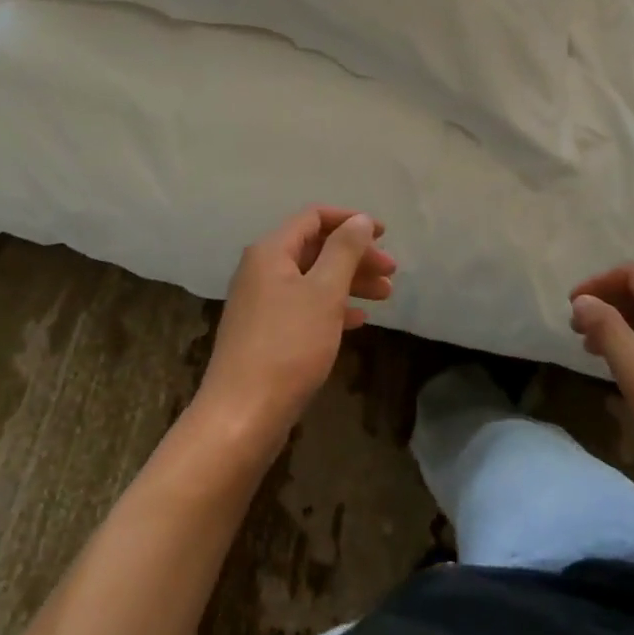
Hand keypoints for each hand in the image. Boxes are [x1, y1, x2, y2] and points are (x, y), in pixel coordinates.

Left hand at [196, 208, 394, 447]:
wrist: (242, 417)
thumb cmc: (288, 346)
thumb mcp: (324, 292)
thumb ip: (344, 250)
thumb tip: (360, 219)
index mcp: (271, 251)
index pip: (314, 217)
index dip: (351, 221)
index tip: (385, 235)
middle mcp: (262, 270)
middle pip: (315, 248)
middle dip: (355, 256)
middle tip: (391, 272)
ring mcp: (261, 302)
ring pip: (312, 278)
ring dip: (349, 282)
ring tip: (385, 296)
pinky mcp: (265, 333)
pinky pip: (304, 306)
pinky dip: (332, 307)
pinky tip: (358, 321)